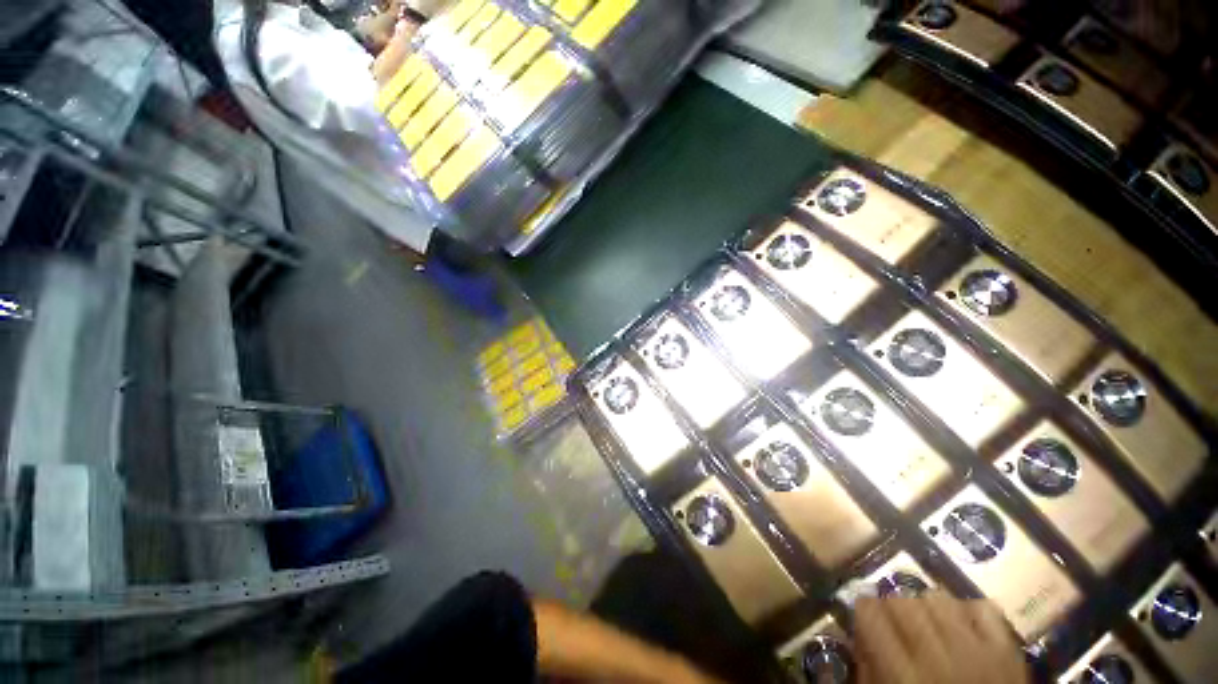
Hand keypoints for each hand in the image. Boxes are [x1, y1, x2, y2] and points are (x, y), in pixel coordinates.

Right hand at [854, 592, 1028, 683]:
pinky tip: (962, 625)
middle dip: (893, 605)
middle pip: (901, 599)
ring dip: (927, 605)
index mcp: (902, 672)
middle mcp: (936, 653)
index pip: (869, 611)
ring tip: (929, 623)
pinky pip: (983, 608)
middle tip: (895, 621)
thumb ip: (867, 668)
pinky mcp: (1007, 649)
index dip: (864, 609)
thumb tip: (857, 633)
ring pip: (938, 596)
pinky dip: (968, 609)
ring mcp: (976, 648)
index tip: (866, 616)